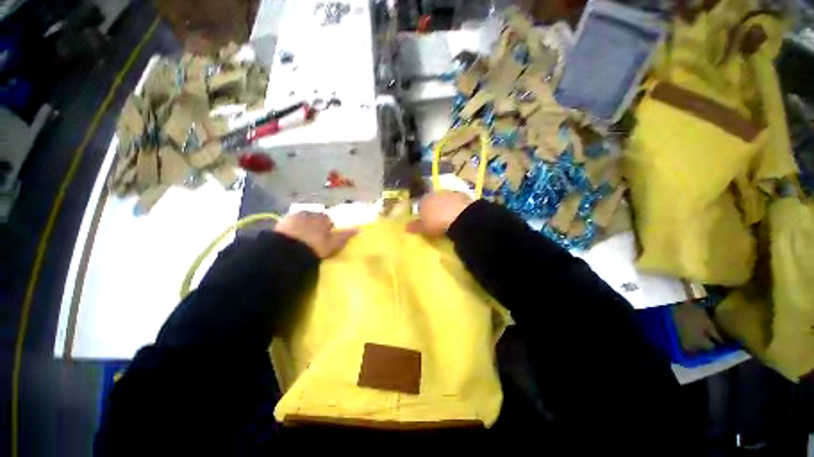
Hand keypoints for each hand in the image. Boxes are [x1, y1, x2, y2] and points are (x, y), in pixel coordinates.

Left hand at [275, 212, 357, 257]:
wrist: (289, 250)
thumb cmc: (316, 247)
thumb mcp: (334, 244)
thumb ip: (345, 235)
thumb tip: (359, 228)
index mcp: (323, 218)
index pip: (328, 221)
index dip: (327, 229)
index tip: (325, 238)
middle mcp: (310, 213)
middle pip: (314, 218)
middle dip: (314, 225)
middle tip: (312, 238)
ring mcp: (294, 216)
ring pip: (301, 220)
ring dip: (302, 225)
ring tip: (300, 239)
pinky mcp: (281, 222)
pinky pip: (288, 223)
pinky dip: (290, 228)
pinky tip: (289, 238)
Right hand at [406, 191, 473, 236]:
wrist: (460, 217)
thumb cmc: (437, 223)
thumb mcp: (424, 228)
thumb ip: (415, 226)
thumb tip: (406, 227)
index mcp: (424, 199)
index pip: (420, 204)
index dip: (423, 212)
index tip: (425, 221)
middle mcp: (436, 193)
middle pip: (434, 200)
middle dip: (435, 208)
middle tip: (438, 220)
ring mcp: (451, 193)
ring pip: (446, 200)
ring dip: (447, 207)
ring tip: (449, 219)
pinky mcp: (464, 196)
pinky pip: (458, 202)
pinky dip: (457, 208)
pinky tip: (459, 216)